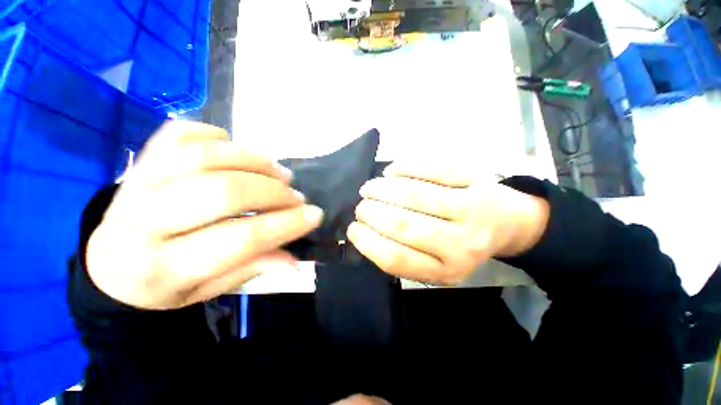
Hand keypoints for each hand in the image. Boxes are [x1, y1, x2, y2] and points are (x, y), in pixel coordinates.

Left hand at [86, 121, 323, 309]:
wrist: (109, 264)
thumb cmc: (164, 284)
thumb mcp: (208, 290)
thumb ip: (251, 269)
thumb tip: (294, 261)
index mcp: (161, 268)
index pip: (238, 240)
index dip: (285, 225)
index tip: (315, 215)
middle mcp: (142, 222)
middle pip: (221, 192)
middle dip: (272, 192)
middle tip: (296, 195)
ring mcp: (136, 183)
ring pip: (203, 156)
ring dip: (254, 160)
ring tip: (280, 172)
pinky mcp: (140, 160)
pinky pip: (180, 133)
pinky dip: (217, 136)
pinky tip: (236, 151)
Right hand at [347, 162, 548, 284]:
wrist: (506, 225)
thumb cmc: (462, 245)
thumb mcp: (435, 264)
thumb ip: (403, 254)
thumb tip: (364, 232)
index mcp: (446, 270)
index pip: (395, 258)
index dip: (366, 242)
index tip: (352, 228)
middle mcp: (461, 245)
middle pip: (403, 225)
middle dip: (372, 212)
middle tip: (361, 205)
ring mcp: (472, 210)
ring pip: (415, 195)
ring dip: (383, 189)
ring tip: (370, 187)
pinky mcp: (477, 182)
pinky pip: (433, 169)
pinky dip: (405, 167)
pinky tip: (392, 171)